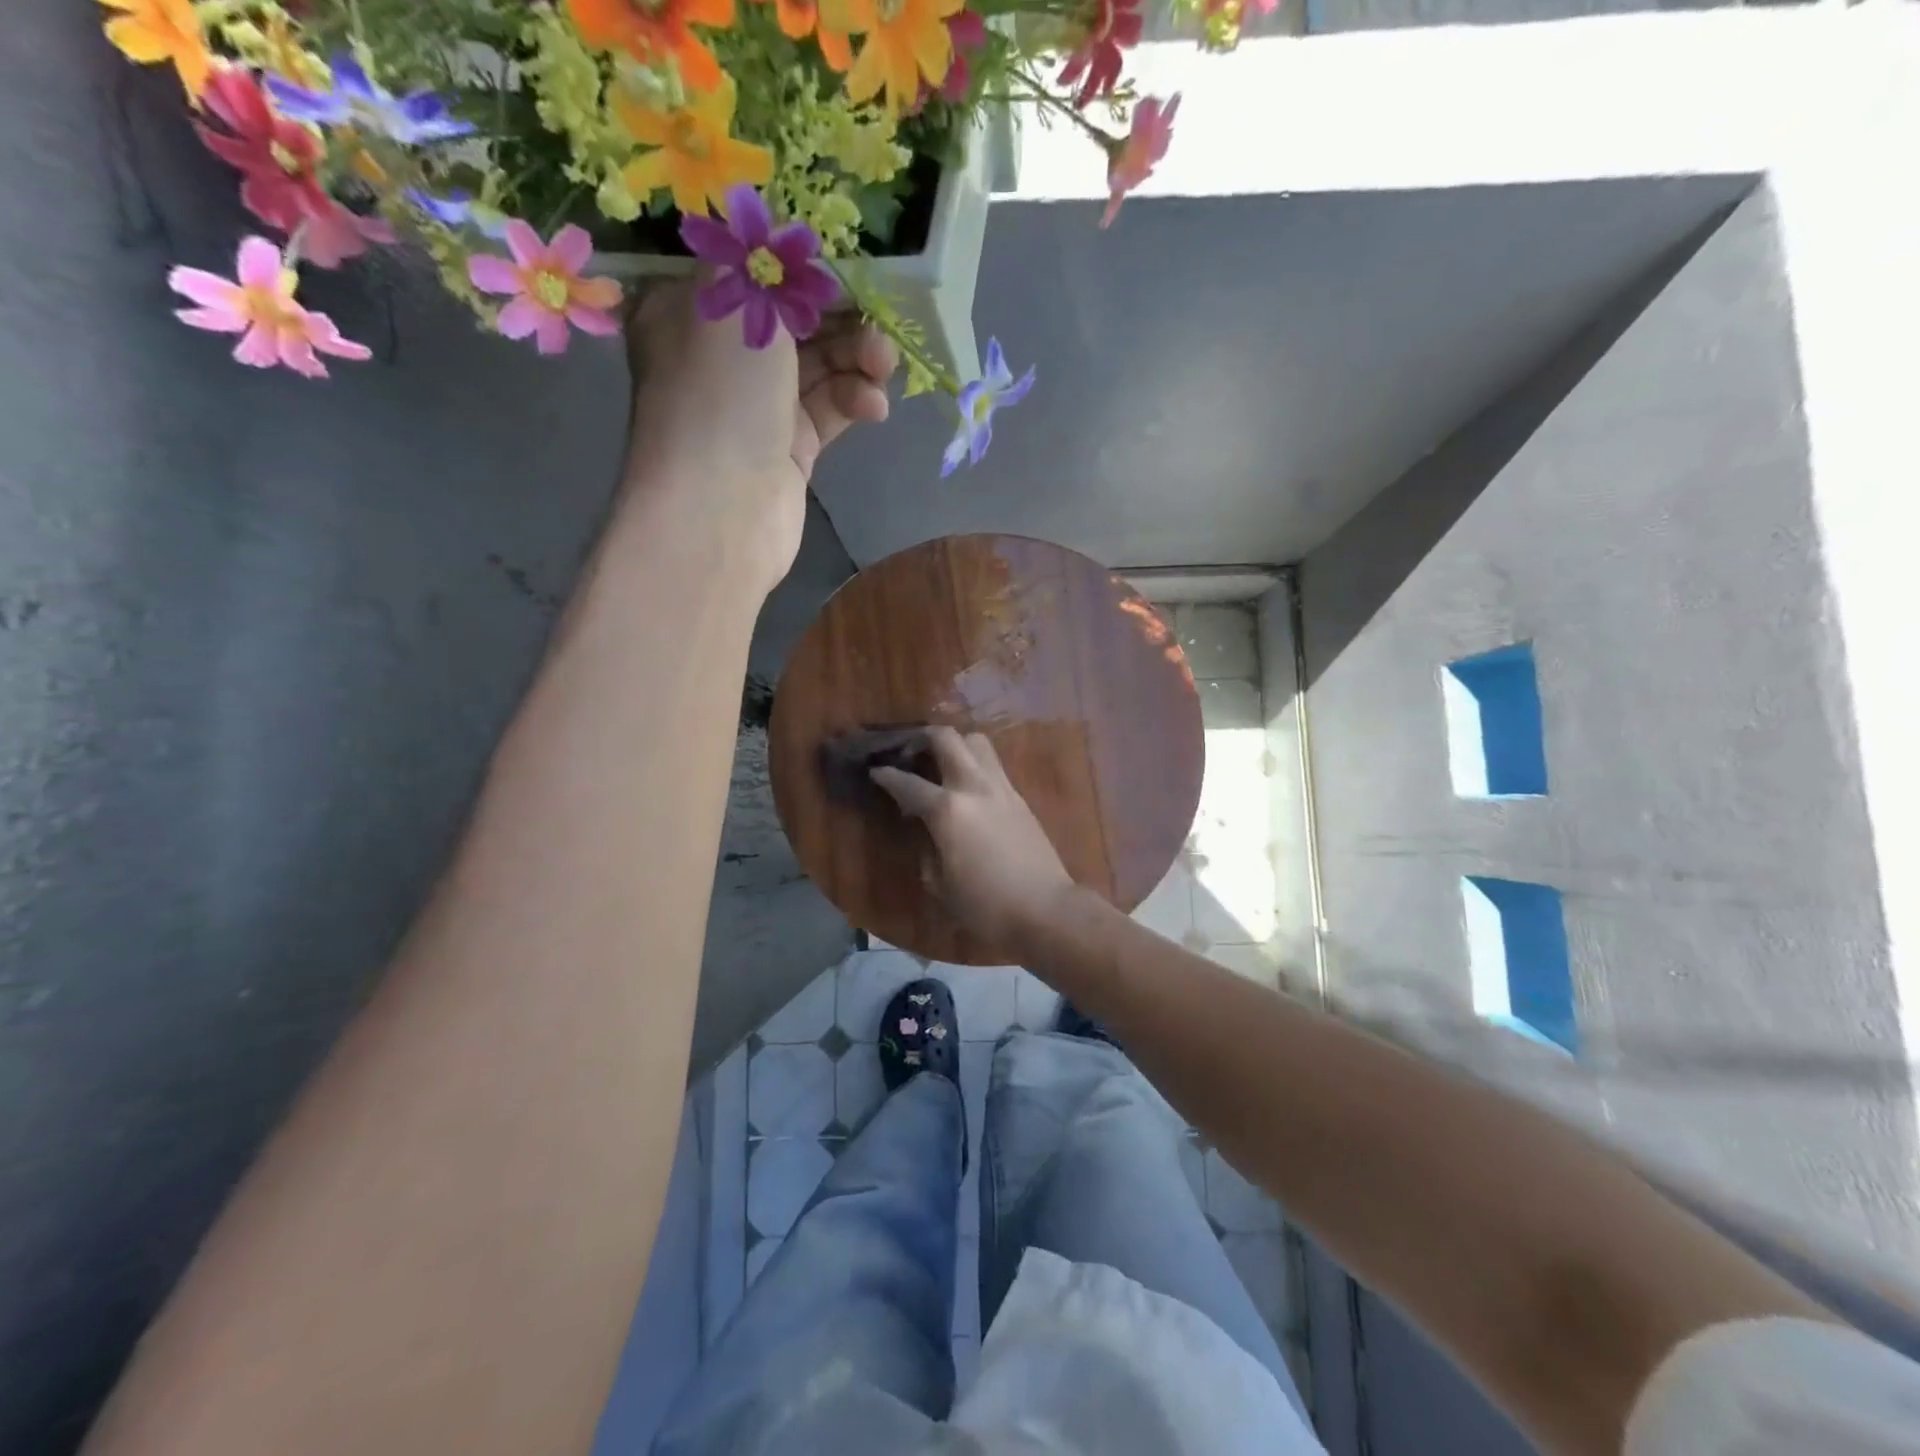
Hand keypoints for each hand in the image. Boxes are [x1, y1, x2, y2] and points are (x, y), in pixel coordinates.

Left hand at [621, 279, 896, 590]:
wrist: (719, 510)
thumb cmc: (718, 394)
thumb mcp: (731, 300)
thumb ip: (760, 260)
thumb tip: (778, 236)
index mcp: (688, 313)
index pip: (750, 273)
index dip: (800, 266)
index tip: (847, 265)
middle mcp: (720, 359)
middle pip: (792, 320)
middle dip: (840, 315)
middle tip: (881, 317)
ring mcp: (756, 407)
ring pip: (818, 367)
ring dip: (856, 358)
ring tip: (884, 366)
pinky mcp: (789, 449)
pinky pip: (829, 410)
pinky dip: (854, 401)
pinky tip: (874, 406)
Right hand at [870, 728, 1076, 951]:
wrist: (1046, 909)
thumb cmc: (986, 905)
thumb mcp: (940, 885)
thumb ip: (926, 849)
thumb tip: (924, 830)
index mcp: (947, 810)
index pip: (908, 783)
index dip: (886, 775)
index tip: (875, 771)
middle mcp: (974, 787)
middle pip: (947, 738)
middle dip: (922, 738)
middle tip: (909, 752)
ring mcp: (1001, 788)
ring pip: (977, 742)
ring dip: (955, 744)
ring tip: (942, 763)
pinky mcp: (1020, 798)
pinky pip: (993, 766)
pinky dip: (975, 764)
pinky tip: (967, 788)